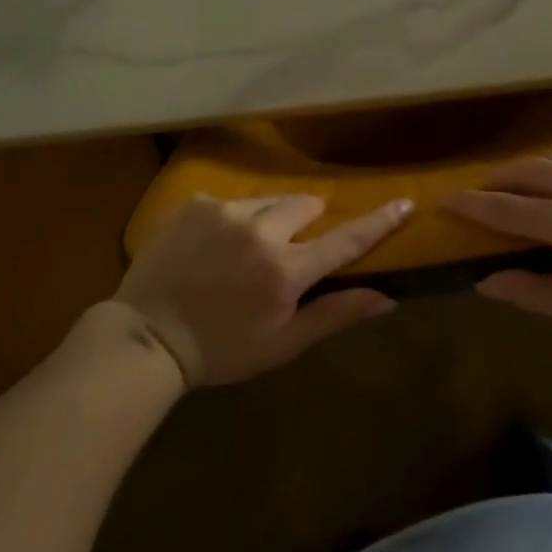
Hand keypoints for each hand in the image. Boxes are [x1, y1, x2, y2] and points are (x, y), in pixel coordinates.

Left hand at [112, 194, 409, 386]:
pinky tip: (211, 247)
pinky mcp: (197, 204)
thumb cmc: (221, 350)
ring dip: (267, 220)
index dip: (378, 221)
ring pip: (267, 202)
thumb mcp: (282, 344)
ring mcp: (225, 212)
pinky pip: (231, 203)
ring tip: (241, 252)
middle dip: (305, 223)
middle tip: (287, 251)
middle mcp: (261, 230)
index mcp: (285, 271)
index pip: (344, 240)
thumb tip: (387, 298)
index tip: (405, 201)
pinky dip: (231, 220)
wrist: (145, 338)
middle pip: (305, 207)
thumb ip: (335, 315)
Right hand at [444, 133, 551, 326]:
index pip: (502, 207)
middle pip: (519, 171)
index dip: (469, 205)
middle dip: (495, 182)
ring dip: (535, 173)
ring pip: (551, 157)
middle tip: (486, 193)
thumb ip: (536, 293)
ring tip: (534, 188)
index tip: (445, 202)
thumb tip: (487, 279)